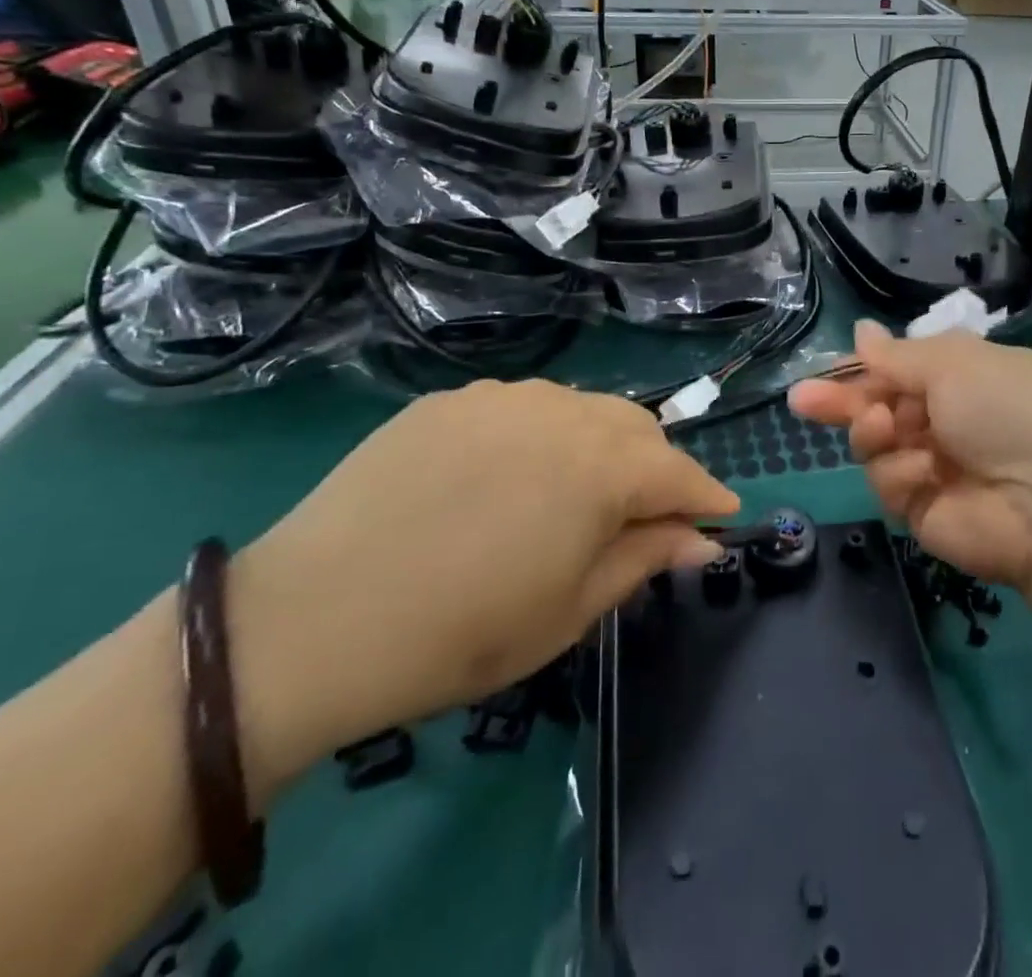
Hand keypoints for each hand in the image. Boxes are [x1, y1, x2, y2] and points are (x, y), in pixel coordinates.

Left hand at [228, 381, 736, 797]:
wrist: (308, 623)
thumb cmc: (460, 634)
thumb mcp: (569, 611)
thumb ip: (645, 559)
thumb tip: (701, 540)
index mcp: (599, 466)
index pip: (678, 472)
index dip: (706, 497)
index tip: (722, 516)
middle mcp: (560, 410)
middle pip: (635, 429)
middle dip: (655, 468)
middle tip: (646, 515)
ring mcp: (501, 397)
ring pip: (581, 408)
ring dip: (600, 445)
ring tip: (577, 494)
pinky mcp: (450, 399)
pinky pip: (522, 407)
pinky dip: (542, 435)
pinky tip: (510, 477)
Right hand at [789, 323, 1031, 592]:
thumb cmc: (1005, 408)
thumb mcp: (952, 363)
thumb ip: (897, 355)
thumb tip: (862, 331)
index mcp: (958, 378)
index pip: (896, 371)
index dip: (859, 371)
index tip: (823, 372)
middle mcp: (944, 421)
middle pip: (875, 409)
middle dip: (842, 403)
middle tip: (802, 400)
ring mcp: (933, 467)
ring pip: (873, 446)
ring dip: (872, 433)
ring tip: (884, 427)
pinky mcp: (923, 510)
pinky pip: (889, 483)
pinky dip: (900, 473)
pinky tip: (922, 471)